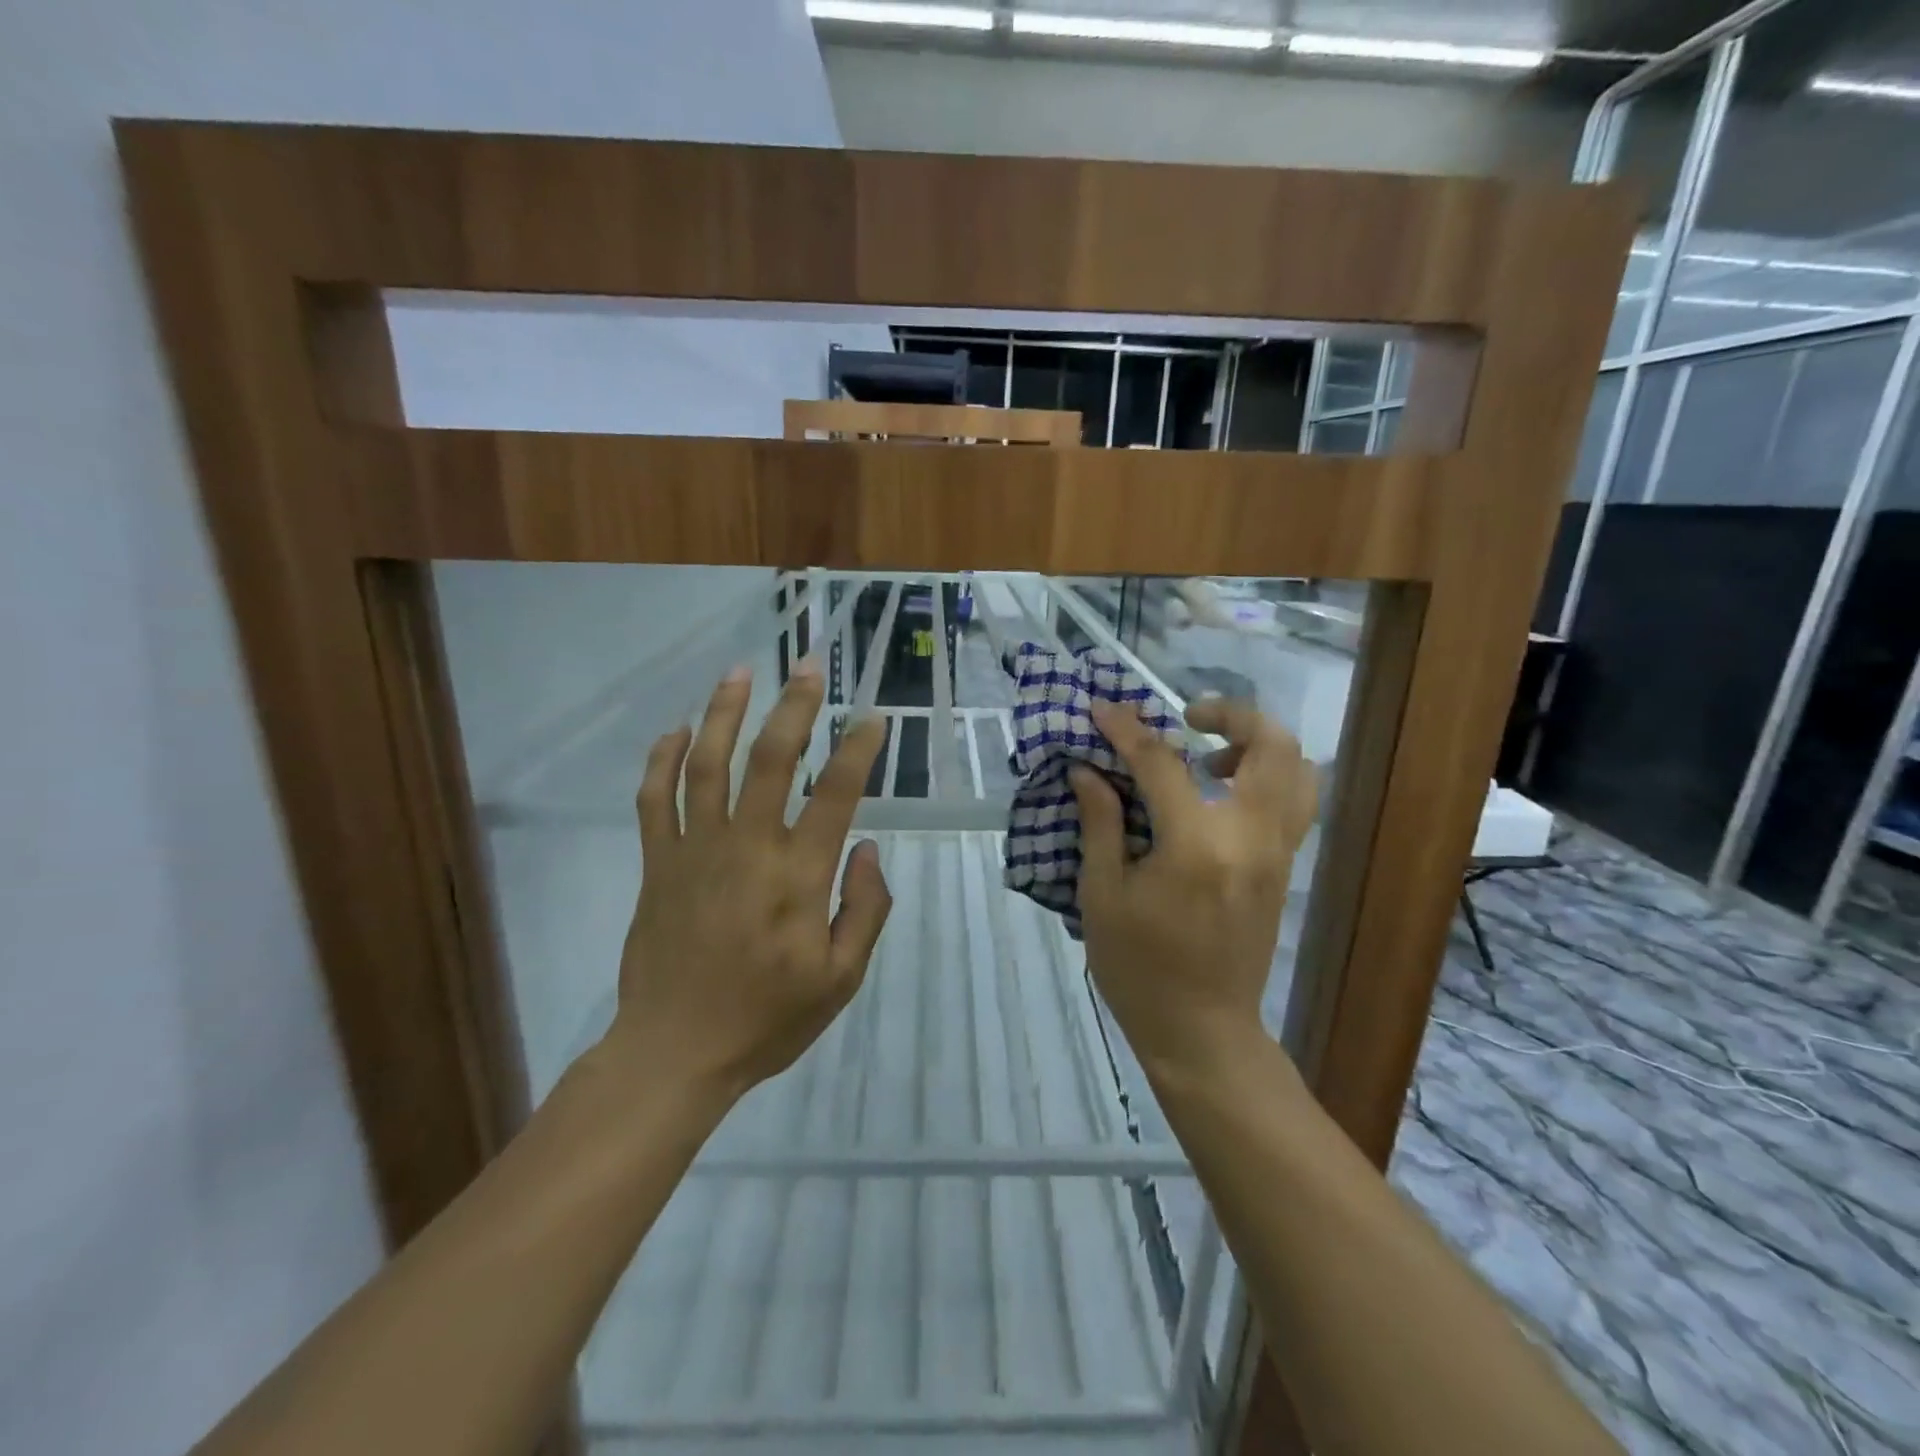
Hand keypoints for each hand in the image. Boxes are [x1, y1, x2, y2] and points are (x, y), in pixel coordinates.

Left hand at [608, 662, 891, 1102]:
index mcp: (797, 877)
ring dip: (725, 713)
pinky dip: (663, 759)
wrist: (674, 1052)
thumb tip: (867, 849)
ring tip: (740, 672)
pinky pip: (655, 799)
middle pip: (770, 760)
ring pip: (707, 765)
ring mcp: (694, 851)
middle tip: (809, 665)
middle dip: (794, 707)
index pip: (835, 794)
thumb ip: (865, 910)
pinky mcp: (657, 864)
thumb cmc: (767, 1019)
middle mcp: (747, 848)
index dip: (857, 750)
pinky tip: (676, 729)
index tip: (872, 718)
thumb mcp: (841, 979)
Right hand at [1070, 698, 1316, 1086]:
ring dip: (1258, 744)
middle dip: (1230, 714)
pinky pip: (1295, 802)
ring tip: (1209, 755)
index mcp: (1196, 846)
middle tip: (1186, 717)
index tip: (1102, 708)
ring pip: (1299, 770)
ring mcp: (1277, 853)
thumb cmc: (1139, 968)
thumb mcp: (1102, 896)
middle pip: (1271, 746)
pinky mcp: (1283, 869)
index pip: (1162, 764)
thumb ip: (1100, 823)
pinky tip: (1221, 792)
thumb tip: (1088, 770)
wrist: (1201, 1031)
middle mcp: (1250, 838)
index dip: (1127, 730)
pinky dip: (1268, 776)